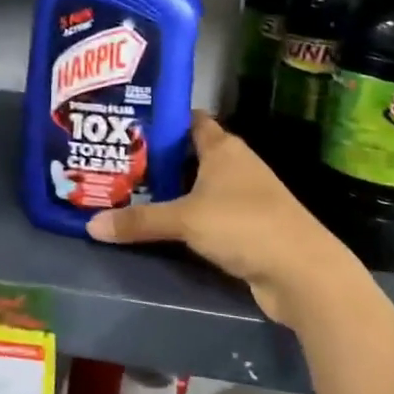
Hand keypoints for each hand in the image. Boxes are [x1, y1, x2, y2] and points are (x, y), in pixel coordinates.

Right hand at [86, 112, 343, 323]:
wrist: (302, 273)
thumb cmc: (244, 225)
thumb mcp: (185, 220)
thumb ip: (139, 221)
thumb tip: (90, 225)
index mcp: (223, 148)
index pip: (190, 120)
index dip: (161, 120)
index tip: (128, 124)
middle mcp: (234, 166)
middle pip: (189, 154)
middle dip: (156, 158)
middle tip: (116, 161)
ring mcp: (243, 197)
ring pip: (197, 186)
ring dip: (170, 190)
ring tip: (126, 191)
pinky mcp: (246, 227)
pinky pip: (206, 214)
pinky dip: (185, 217)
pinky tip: (158, 225)